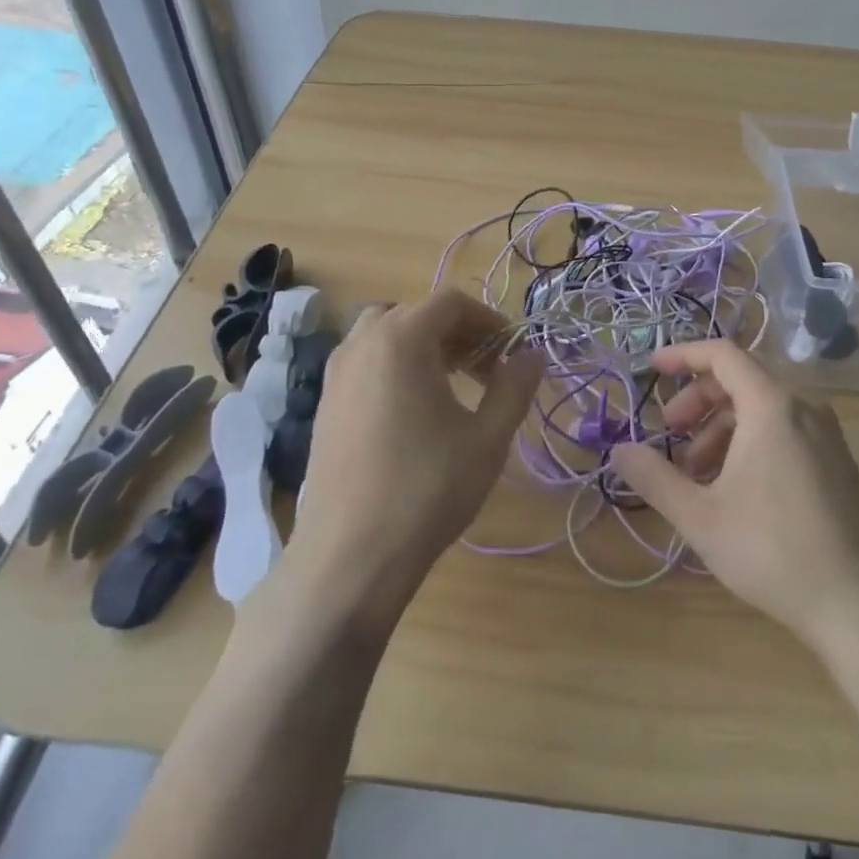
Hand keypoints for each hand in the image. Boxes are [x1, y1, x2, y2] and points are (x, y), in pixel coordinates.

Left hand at [277, 291, 544, 627]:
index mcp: (401, 338)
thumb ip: (515, 387)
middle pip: (418, 314)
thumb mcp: (487, 437)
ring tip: (455, 386)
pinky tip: (416, 411)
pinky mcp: (325, 403)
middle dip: (460, 334)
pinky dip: (397, 367)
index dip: (490, 321)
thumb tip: (533, 356)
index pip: (452, 303)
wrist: (350, 555)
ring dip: (426, 348)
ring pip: (387, 336)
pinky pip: (367, 363)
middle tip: (489, 370)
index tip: (513, 353)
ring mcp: (336, 372)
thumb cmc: (427, 488)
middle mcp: (362, 343)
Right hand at [610, 340, 858, 645]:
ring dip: (721, 425)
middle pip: (741, 378)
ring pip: (762, 406)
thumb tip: (619, 451)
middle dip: (698, 400)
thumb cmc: (773, 551)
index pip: (722, 354)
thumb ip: (653, 477)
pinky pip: (784, 427)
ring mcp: (826, 433)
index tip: (651, 369)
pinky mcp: (837, 460)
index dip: (682, 356)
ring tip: (697, 472)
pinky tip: (733, 486)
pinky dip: (750, 439)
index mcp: (772, 406)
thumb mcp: (700, 516)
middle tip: (670, 433)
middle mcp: (804, 407)